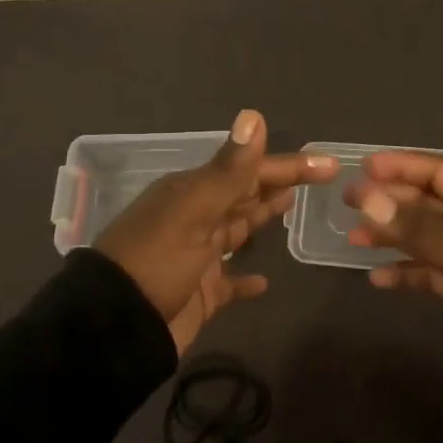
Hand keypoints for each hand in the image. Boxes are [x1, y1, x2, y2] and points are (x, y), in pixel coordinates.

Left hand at [97, 110, 337, 354]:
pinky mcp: (199, 293)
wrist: (115, 327)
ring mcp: (196, 257)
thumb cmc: (157, 261)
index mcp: (191, 194)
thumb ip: (229, 170)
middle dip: (277, 184)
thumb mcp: (193, 210)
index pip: (248, 172)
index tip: (327, 165)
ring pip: (236, 230)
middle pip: (244, 196)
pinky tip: (264, 282)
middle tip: (318, 178)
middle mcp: (194, 219)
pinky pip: (228, 283)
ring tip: (292, 208)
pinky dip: (245, 280)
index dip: (288, 166)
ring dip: (261, 218)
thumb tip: (254, 116)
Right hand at [346, 152, 442, 353]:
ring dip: (396, 237)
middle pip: (435, 200)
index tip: (364, 167)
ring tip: (354, 240)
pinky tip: (380, 277)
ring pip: (433, 234)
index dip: (404, 167)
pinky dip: (412, 270)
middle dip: (393, 203)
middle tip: (350, 202)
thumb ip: (416, 227)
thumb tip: (367, 198)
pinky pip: (439, 266)